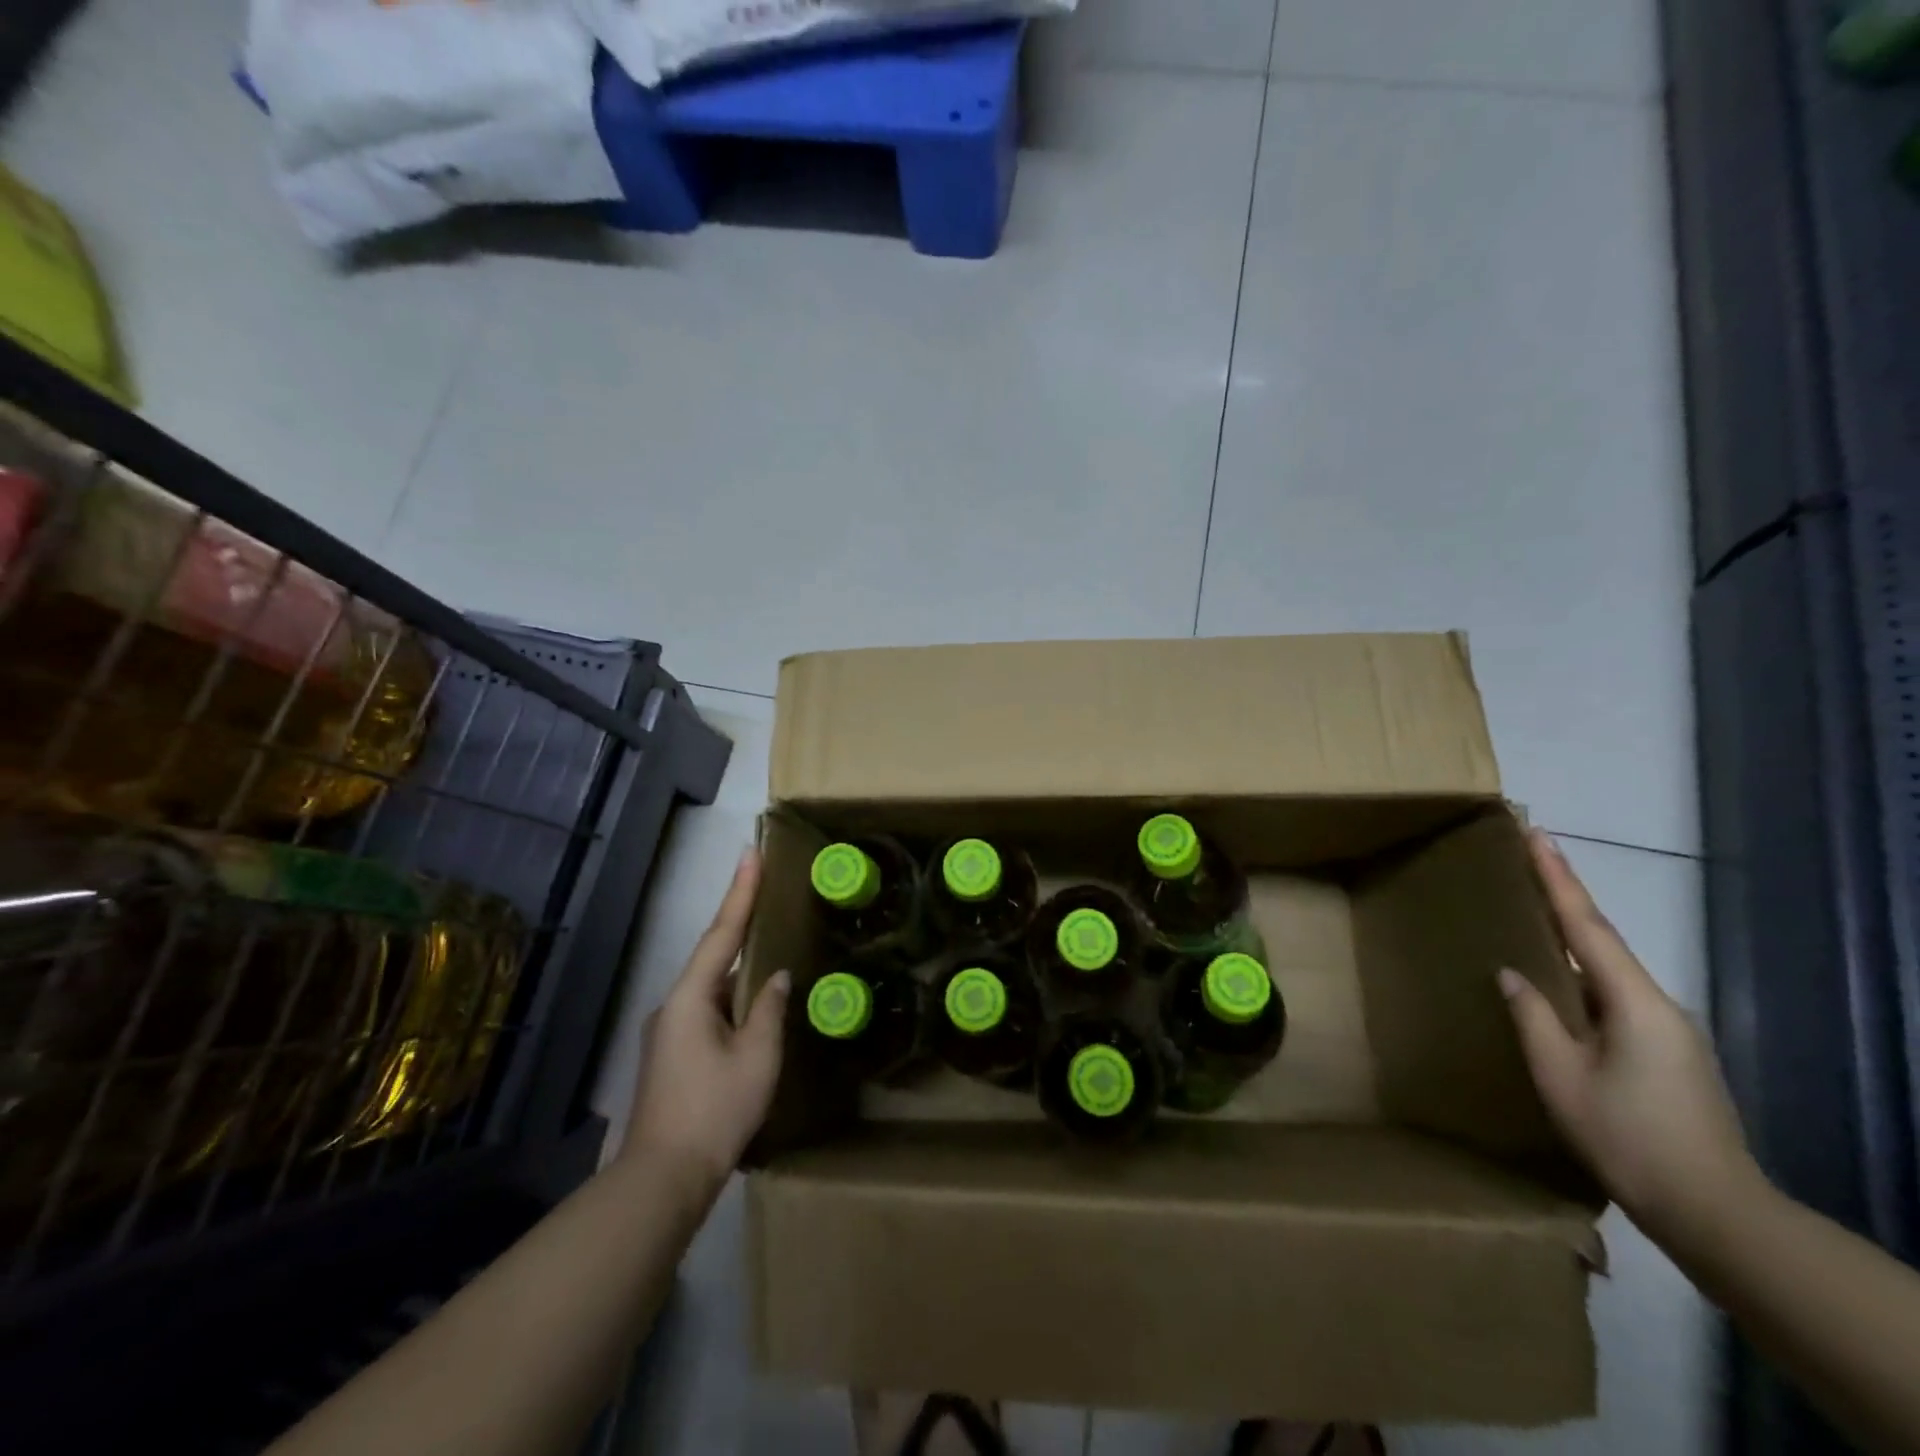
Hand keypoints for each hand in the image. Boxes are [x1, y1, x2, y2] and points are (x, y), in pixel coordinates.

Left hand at [619, 847, 789, 1193]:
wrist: (663, 1178)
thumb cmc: (715, 1111)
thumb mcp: (757, 1057)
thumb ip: (769, 1009)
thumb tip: (778, 977)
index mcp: (692, 997)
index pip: (722, 933)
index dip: (740, 892)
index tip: (750, 854)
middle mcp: (674, 1005)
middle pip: (715, 955)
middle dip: (741, 924)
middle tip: (766, 891)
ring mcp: (669, 1031)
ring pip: (713, 987)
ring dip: (741, 968)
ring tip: (771, 950)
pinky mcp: (672, 1054)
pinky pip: (709, 1010)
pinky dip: (733, 998)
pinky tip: (754, 1007)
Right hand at [1499, 829, 1763, 1248]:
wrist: (1715, 1213)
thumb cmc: (1629, 1137)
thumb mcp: (1561, 1075)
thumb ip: (1534, 1017)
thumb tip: (1512, 973)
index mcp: (1634, 1002)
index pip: (1587, 925)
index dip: (1558, 878)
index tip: (1538, 835)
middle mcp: (1657, 1005)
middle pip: (1601, 940)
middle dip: (1564, 898)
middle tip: (1528, 860)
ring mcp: (1666, 1031)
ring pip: (1607, 971)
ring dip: (1570, 937)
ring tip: (1529, 914)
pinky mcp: (1665, 1053)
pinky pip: (1613, 997)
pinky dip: (1581, 974)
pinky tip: (1556, 982)